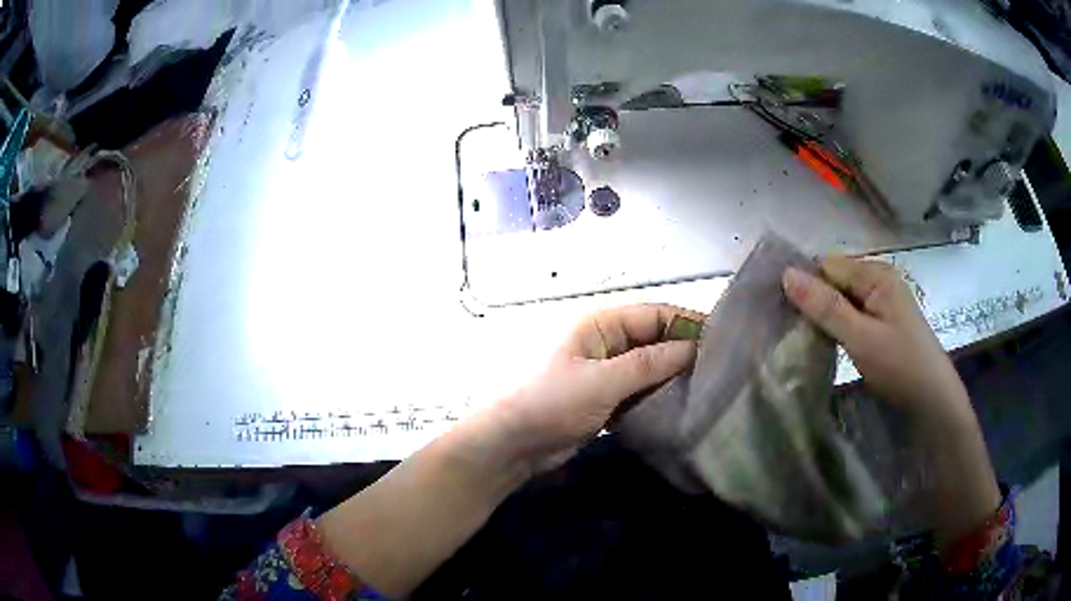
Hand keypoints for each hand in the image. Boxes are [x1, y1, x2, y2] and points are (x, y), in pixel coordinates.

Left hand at [490, 304, 701, 471]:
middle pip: (655, 340)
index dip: (688, 323)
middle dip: (684, 352)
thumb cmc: (551, 404)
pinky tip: (681, 407)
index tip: (723, 340)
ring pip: (650, 367)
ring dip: (673, 376)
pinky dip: (658, 395)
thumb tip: (694, 348)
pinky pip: (640, 390)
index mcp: (601, 325)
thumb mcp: (602, 381)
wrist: (512, 445)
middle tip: (722, 370)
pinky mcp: (605, 398)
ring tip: (709, 389)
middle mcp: (606, 343)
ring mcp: (606, 372)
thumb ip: (649, 364)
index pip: (654, 314)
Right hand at [782, 257, 999, 542]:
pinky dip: (840, 327)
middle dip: (815, 302)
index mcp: (876, 273)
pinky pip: (854, 313)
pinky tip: (831, 344)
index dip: (806, 286)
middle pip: (836, 280)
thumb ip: (825, 306)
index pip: (828, 265)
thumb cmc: (899, 365)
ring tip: (808, 340)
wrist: (933, 400)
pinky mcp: (885, 320)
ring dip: (826, 317)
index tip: (784, 313)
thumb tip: (786, 274)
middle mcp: (880, 279)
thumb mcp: (860, 337)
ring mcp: (884, 300)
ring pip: (843, 299)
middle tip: (795, 332)